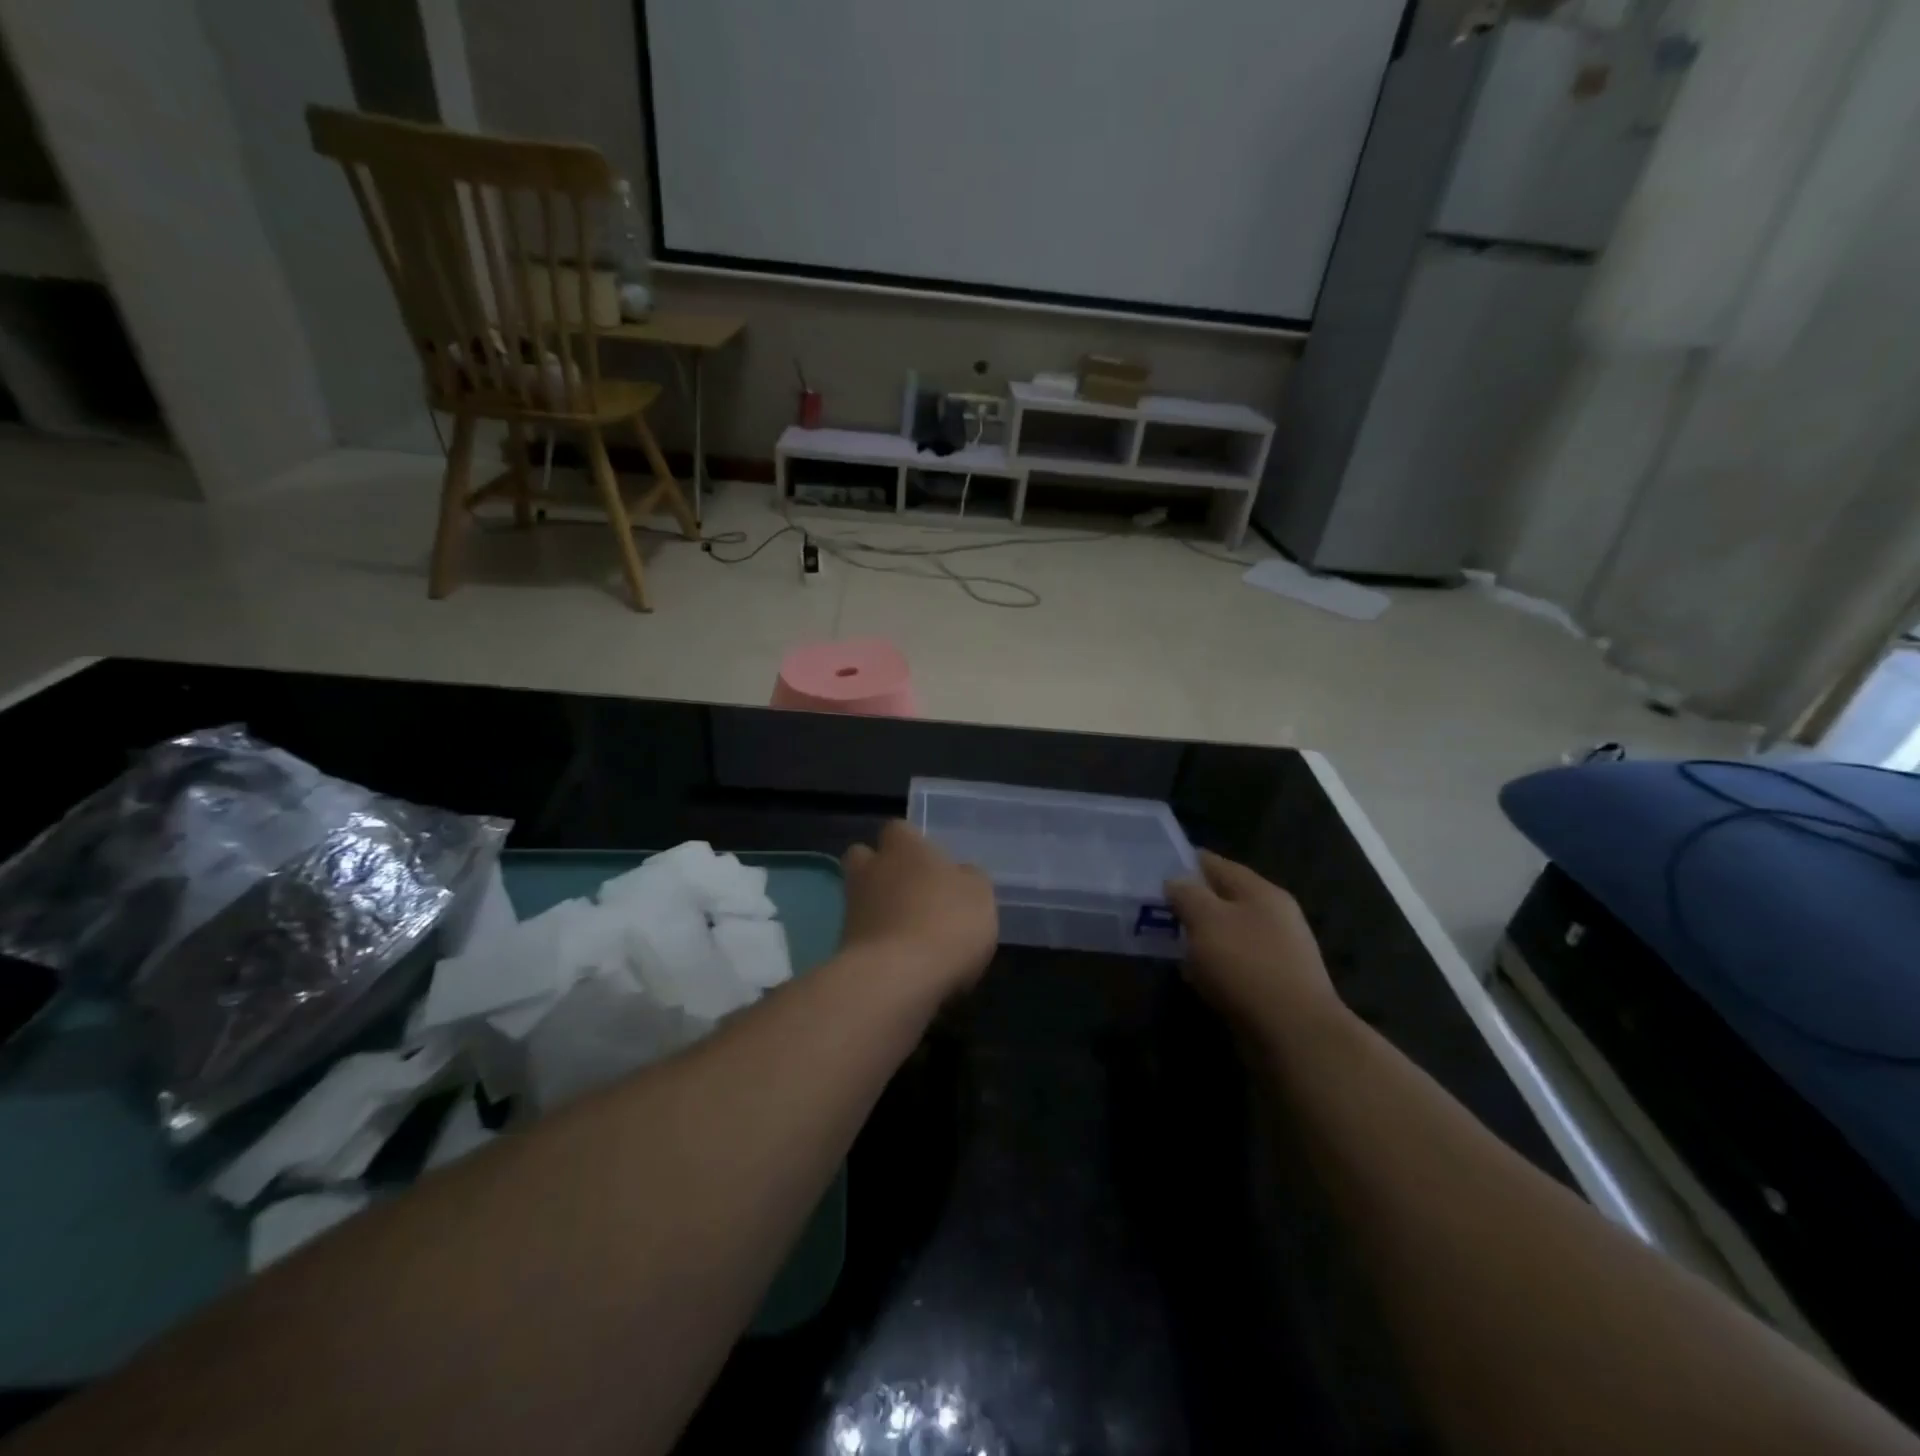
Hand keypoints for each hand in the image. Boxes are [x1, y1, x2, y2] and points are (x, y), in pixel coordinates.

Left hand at [841, 821, 997, 998]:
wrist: (895, 979)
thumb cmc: (946, 923)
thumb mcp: (979, 895)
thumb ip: (969, 879)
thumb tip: (960, 874)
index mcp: (904, 847)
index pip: (898, 829)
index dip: (911, 842)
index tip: (930, 861)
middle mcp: (871, 870)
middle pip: (864, 857)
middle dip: (880, 869)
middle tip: (909, 890)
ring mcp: (852, 908)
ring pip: (861, 898)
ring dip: (879, 909)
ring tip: (910, 933)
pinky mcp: (842, 946)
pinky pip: (861, 935)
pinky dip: (877, 943)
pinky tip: (901, 961)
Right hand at [1166, 852, 1342, 1035]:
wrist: (1295, 1035)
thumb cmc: (1247, 966)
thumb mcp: (1206, 920)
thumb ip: (1187, 895)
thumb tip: (1176, 882)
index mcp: (1261, 891)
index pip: (1216, 863)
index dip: (1183, 863)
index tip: (1153, 871)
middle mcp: (1275, 915)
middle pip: (1224, 898)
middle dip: (1191, 903)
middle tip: (1156, 911)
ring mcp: (1279, 951)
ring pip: (1229, 932)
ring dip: (1202, 937)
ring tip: (1170, 944)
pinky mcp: (1276, 984)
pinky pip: (1237, 963)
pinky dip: (1215, 966)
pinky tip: (1196, 977)